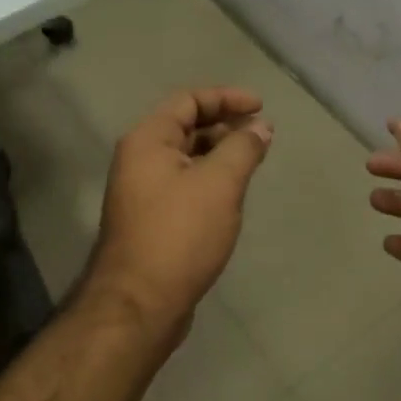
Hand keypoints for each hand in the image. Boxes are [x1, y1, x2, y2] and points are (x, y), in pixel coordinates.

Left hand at [83, 86, 273, 348]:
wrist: (140, 303)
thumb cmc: (180, 234)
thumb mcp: (219, 184)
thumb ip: (242, 148)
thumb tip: (261, 126)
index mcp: (147, 140)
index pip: (188, 101)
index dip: (226, 98)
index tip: (261, 107)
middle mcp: (139, 159)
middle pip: (185, 126)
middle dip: (224, 125)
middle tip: (260, 136)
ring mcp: (142, 191)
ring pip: (185, 158)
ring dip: (218, 154)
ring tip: (252, 163)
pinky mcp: (150, 219)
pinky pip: (183, 184)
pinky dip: (209, 179)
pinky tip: (231, 195)